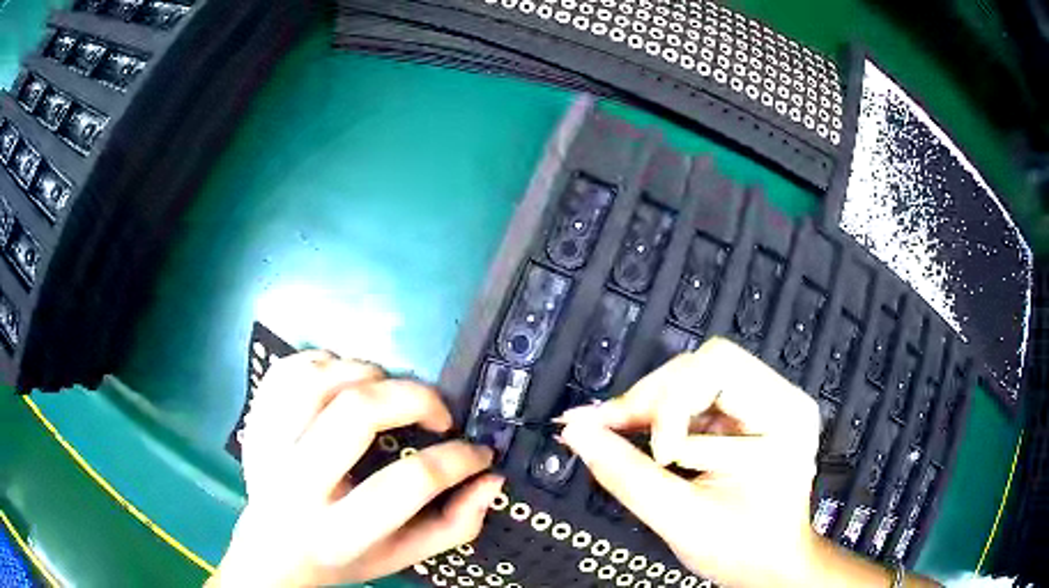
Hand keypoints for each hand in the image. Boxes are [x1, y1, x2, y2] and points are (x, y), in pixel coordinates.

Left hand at [209, 351, 503, 586]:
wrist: (274, 550)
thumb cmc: (343, 556)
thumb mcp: (402, 556)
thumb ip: (453, 525)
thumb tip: (489, 478)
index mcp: (339, 530)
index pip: (407, 483)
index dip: (456, 459)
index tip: (477, 452)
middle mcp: (296, 485)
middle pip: (356, 412)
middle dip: (414, 398)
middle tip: (437, 413)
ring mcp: (267, 446)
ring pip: (318, 379)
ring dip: (368, 372)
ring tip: (388, 392)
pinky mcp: (254, 421)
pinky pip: (287, 370)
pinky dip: (324, 362)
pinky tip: (344, 381)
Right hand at [559, 337, 824, 587]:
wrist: (769, 567)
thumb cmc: (741, 549)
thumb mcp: (682, 518)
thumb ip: (626, 474)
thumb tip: (577, 432)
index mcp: (782, 415)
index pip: (719, 368)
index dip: (673, 404)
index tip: (654, 454)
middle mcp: (779, 397)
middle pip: (702, 366)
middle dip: (650, 399)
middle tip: (604, 428)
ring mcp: (762, 404)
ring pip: (691, 378)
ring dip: (649, 407)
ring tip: (612, 432)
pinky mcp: (743, 417)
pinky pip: (692, 399)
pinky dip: (658, 417)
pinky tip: (634, 434)